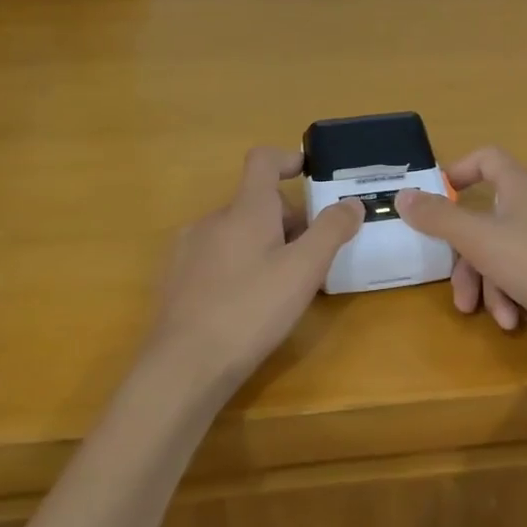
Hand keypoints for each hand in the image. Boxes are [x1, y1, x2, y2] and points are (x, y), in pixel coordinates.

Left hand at [150, 147, 362, 385]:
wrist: (183, 367)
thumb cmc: (251, 310)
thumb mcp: (304, 271)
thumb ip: (331, 230)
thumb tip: (352, 202)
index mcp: (245, 209)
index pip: (263, 161)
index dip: (288, 159)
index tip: (309, 174)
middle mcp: (212, 219)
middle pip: (255, 203)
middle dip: (286, 220)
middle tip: (310, 257)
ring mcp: (187, 249)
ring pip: (235, 232)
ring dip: (262, 244)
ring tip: (280, 285)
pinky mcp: (173, 279)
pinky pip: (213, 257)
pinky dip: (236, 265)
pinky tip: (244, 304)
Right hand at [394, 148, 526, 353]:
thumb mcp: (480, 239)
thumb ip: (439, 218)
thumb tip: (402, 195)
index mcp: (520, 187)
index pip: (487, 159)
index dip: (459, 172)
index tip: (435, 199)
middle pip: (485, 222)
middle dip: (468, 261)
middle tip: (459, 293)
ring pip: (502, 257)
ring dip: (491, 288)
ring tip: (498, 317)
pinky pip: (525, 279)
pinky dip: (515, 298)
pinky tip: (519, 320)